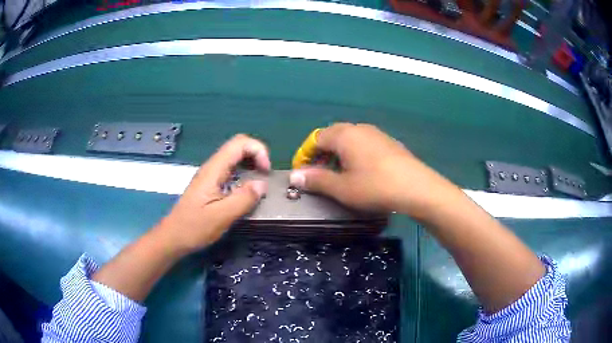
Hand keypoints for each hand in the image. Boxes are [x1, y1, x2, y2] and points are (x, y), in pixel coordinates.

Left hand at [157, 134, 269, 252]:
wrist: (173, 237)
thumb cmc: (194, 228)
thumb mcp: (221, 216)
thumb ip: (243, 199)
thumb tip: (262, 184)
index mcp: (213, 170)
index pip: (239, 143)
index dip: (258, 150)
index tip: (266, 172)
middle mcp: (212, 168)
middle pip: (238, 147)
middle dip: (257, 156)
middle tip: (265, 177)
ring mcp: (211, 176)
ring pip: (235, 159)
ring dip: (251, 166)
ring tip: (260, 185)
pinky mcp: (211, 185)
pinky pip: (231, 172)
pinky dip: (244, 176)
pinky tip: (247, 193)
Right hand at [289, 123, 459, 217]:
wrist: (417, 188)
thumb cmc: (375, 187)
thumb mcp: (342, 188)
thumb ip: (316, 180)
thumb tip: (294, 176)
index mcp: (344, 135)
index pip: (316, 138)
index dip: (305, 155)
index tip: (302, 173)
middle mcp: (360, 128)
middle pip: (333, 136)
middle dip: (321, 154)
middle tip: (318, 174)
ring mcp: (377, 134)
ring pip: (349, 140)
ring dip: (338, 154)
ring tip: (338, 174)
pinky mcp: (389, 143)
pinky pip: (364, 144)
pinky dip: (354, 155)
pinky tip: (360, 172)